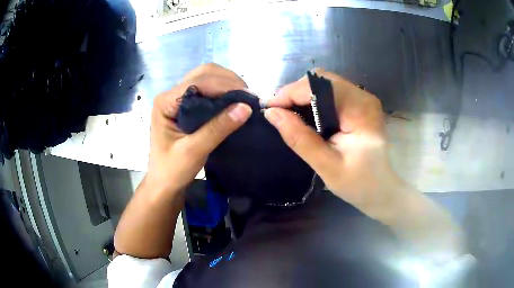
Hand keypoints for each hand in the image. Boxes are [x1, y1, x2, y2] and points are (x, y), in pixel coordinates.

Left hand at [146, 63, 251, 193]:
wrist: (164, 184)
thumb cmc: (172, 170)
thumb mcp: (194, 151)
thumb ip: (217, 128)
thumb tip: (246, 108)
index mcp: (165, 102)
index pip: (198, 82)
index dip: (224, 85)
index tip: (248, 98)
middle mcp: (171, 94)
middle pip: (203, 73)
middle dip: (228, 80)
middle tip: (248, 97)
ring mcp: (178, 99)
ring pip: (206, 78)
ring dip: (227, 84)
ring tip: (244, 99)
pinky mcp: (185, 106)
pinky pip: (207, 90)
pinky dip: (223, 92)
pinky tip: (234, 102)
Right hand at [265, 69, 401, 217]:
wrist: (382, 190)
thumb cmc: (359, 184)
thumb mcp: (326, 166)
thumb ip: (299, 138)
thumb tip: (271, 113)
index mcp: (360, 110)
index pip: (319, 86)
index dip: (290, 93)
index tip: (270, 108)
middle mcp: (363, 96)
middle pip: (321, 79)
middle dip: (295, 92)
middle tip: (279, 112)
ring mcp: (363, 98)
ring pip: (324, 83)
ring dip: (303, 95)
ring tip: (288, 113)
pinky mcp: (360, 104)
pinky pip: (331, 91)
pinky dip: (313, 99)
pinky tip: (306, 114)